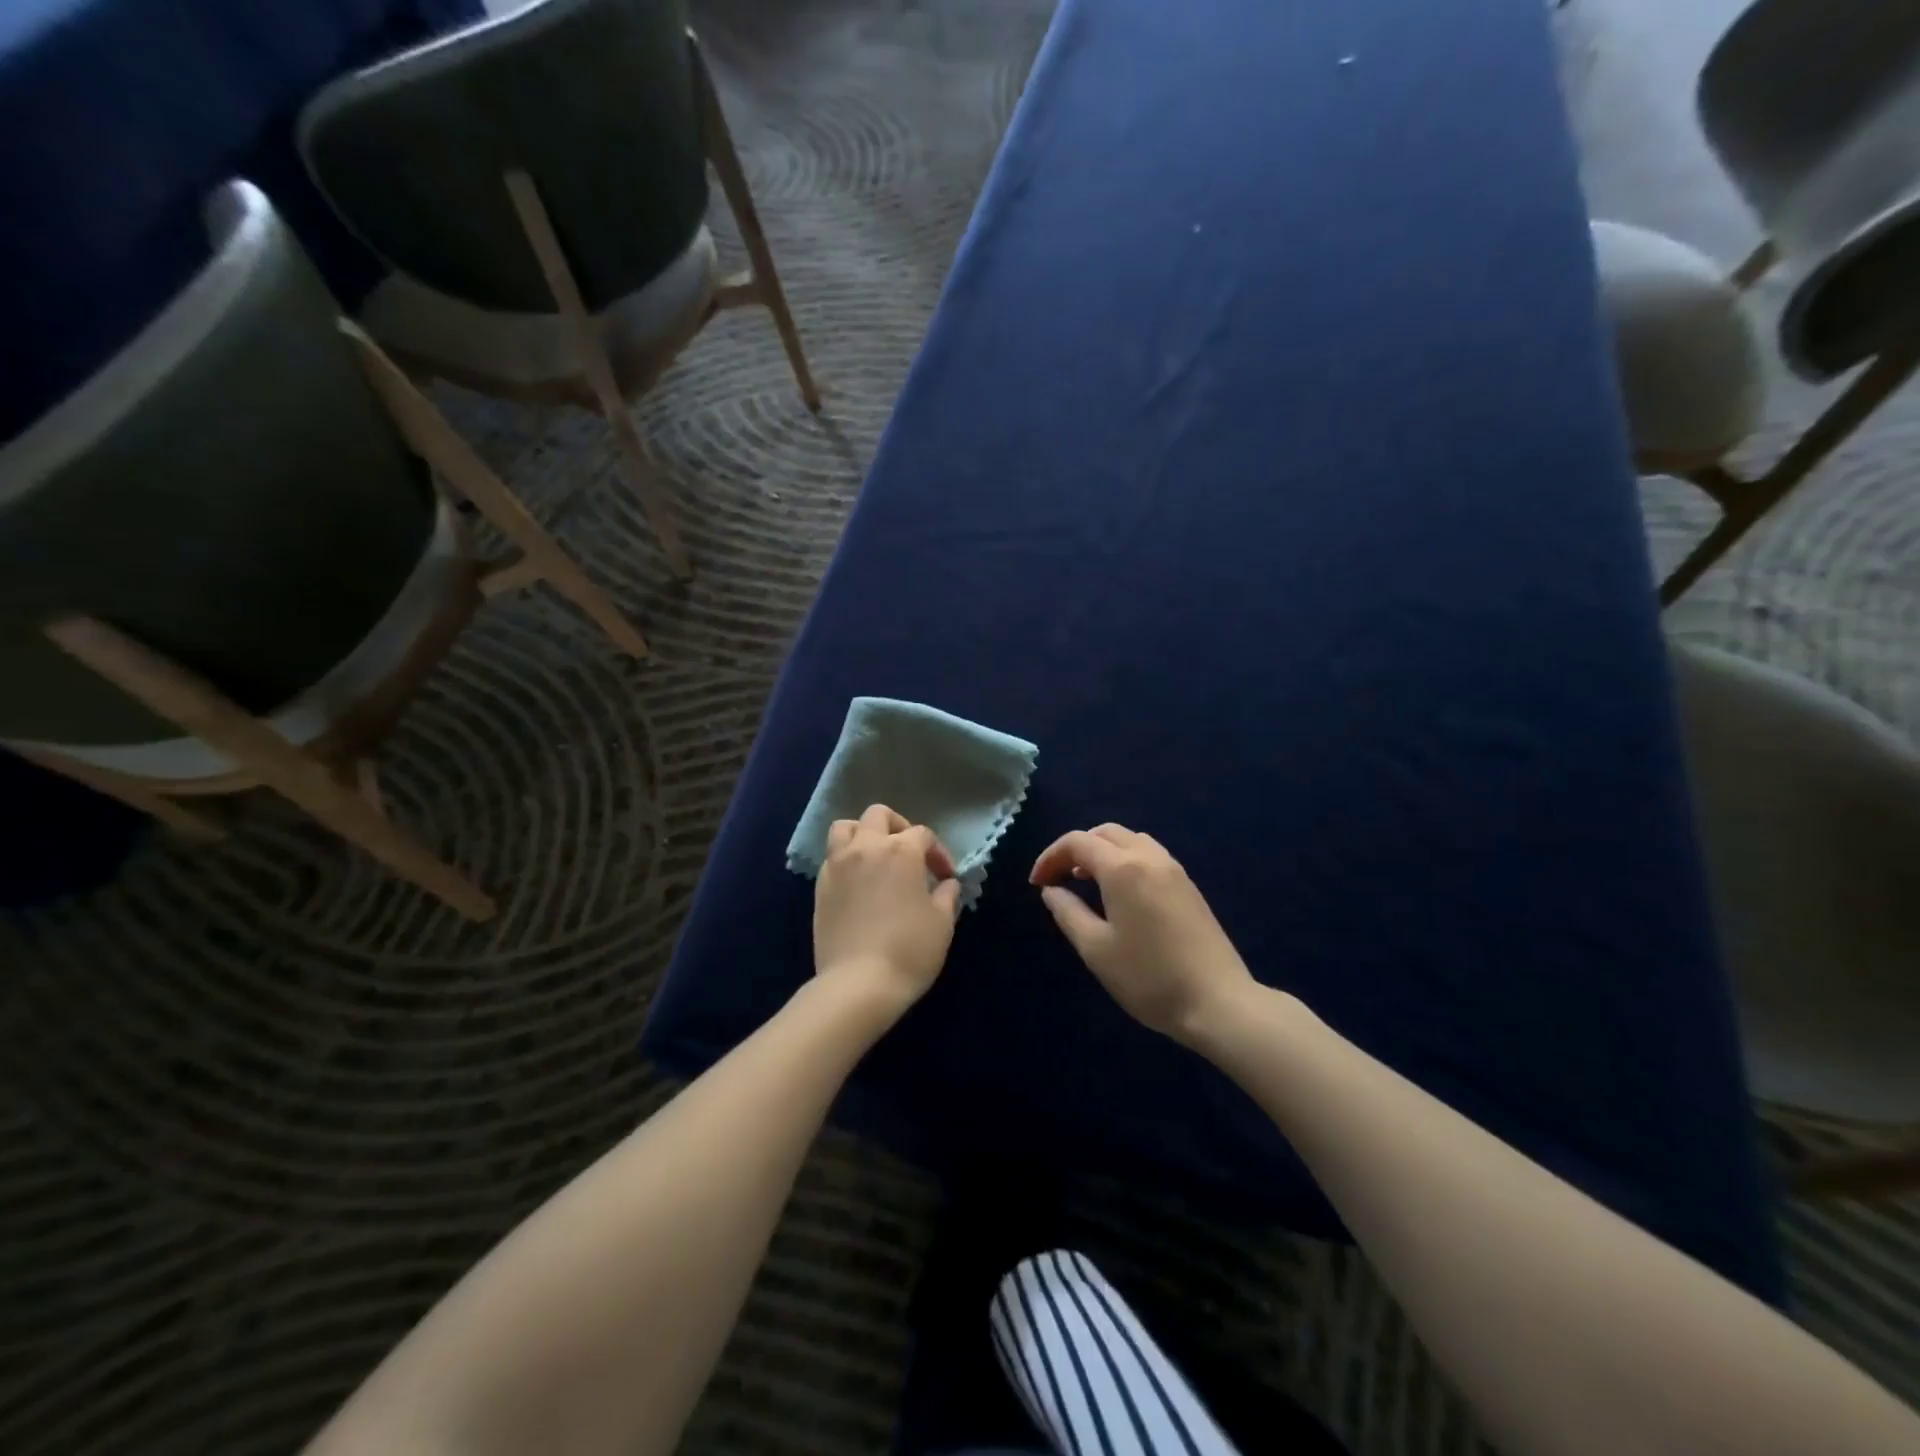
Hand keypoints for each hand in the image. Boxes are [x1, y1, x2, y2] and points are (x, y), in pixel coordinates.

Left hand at [814, 804, 963, 1018]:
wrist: (858, 984)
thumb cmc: (909, 950)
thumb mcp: (942, 923)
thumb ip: (947, 895)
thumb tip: (946, 884)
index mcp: (901, 851)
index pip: (923, 835)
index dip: (938, 853)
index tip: (945, 877)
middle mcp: (866, 847)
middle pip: (879, 816)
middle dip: (898, 827)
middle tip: (910, 854)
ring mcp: (838, 865)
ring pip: (846, 827)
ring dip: (863, 833)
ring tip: (876, 856)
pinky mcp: (820, 886)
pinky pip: (832, 856)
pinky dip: (846, 858)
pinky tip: (858, 882)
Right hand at [1030, 824, 1255, 1043]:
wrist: (1218, 1002)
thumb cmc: (1148, 978)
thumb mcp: (1095, 949)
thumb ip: (1067, 913)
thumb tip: (1051, 890)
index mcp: (1123, 868)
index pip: (1078, 842)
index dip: (1050, 857)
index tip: (1036, 884)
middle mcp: (1149, 858)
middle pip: (1105, 833)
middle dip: (1076, 848)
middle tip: (1058, 878)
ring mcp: (1174, 870)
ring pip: (1130, 841)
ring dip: (1102, 851)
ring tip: (1085, 881)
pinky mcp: (1188, 886)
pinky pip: (1149, 855)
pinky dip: (1124, 860)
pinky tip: (1119, 893)